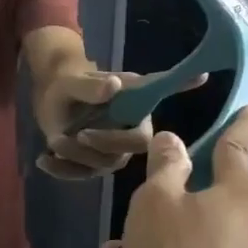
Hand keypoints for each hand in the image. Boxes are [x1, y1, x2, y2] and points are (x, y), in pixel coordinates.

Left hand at [36, 69, 204, 179]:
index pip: (160, 93)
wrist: (51, 98)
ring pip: (104, 165)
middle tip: (75, 134)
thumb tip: (115, 86)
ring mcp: (113, 150)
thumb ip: (90, 85)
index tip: (204, 73)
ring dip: (76, 157)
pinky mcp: (94, 164)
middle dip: (104, 144)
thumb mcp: (71, 82)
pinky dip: (62, 171)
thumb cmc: (67, 83)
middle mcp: (130, 128)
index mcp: (132, 102)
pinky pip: (83, 174)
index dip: (182, 85)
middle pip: (132, 148)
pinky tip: (43, 160)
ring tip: (54, 141)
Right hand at [89, 104, 247, 247]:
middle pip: (210, 198)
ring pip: (198, 238)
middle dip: (167, 206)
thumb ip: (165, 168)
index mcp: (240, 193)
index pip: (237, 146)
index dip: (242, 124)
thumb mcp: (155, 204)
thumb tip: (174, 141)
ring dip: (158, 244)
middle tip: (128, 223)